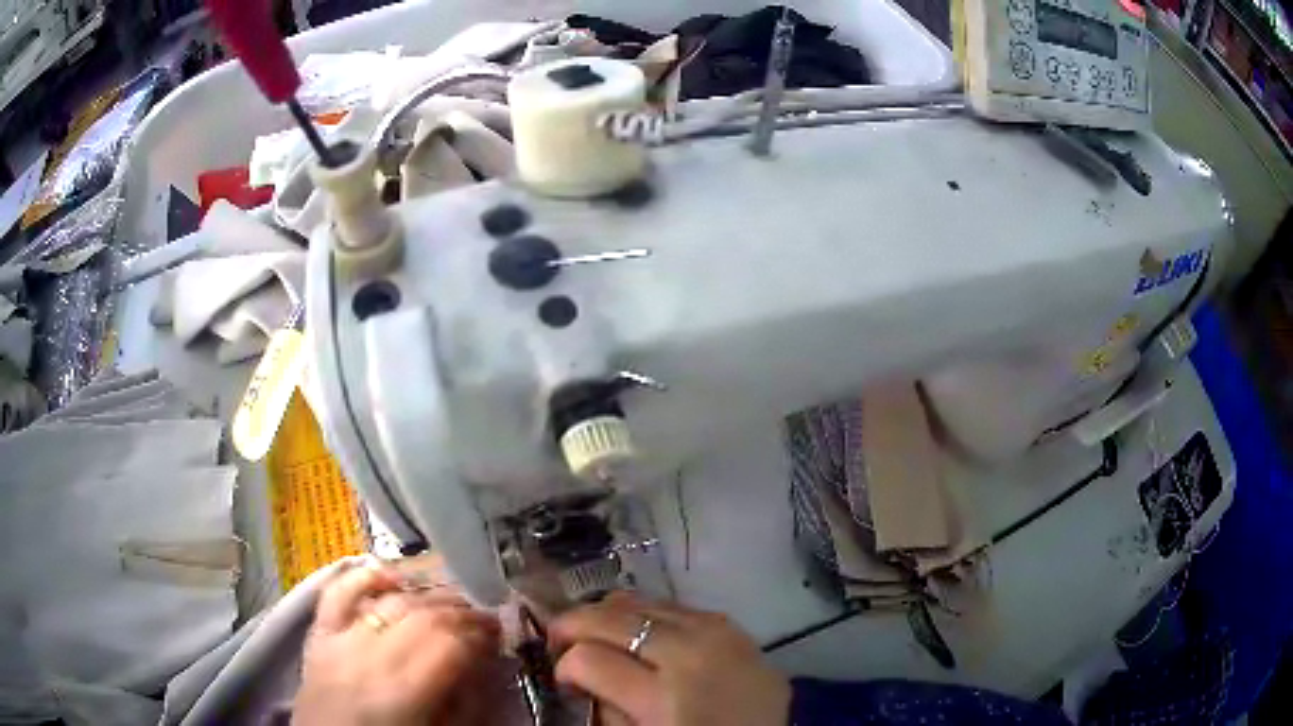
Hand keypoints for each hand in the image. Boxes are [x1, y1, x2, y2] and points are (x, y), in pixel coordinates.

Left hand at [294, 563, 500, 725]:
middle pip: (424, 617)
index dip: (480, 636)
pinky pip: (338, 591)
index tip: (500, 636)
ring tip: (452, 602)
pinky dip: (364, 576)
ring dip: (428, 595)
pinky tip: (391, 576)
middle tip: (486, 618)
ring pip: (391, 600)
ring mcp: (339, 639)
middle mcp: (368, 657)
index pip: (449, 645)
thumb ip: (466, 706)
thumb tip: (488, 669)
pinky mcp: (318, 632)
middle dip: (462, 613)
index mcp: (401, 693)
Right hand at [550, 593, 790, 725]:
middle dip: (574, 624)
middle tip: (561, 640)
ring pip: (642, 601)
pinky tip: (642, 632)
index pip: (589, 659)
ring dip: (610, 615)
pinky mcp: (736, 626)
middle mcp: (691, 654)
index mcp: (665, 698)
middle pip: (612, 617)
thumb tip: (583, 676)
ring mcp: (719, 633)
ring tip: (598, 632)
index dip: (565, 667)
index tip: (565, 679)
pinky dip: (650, 615)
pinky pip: (678, 607)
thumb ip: (607, 709)